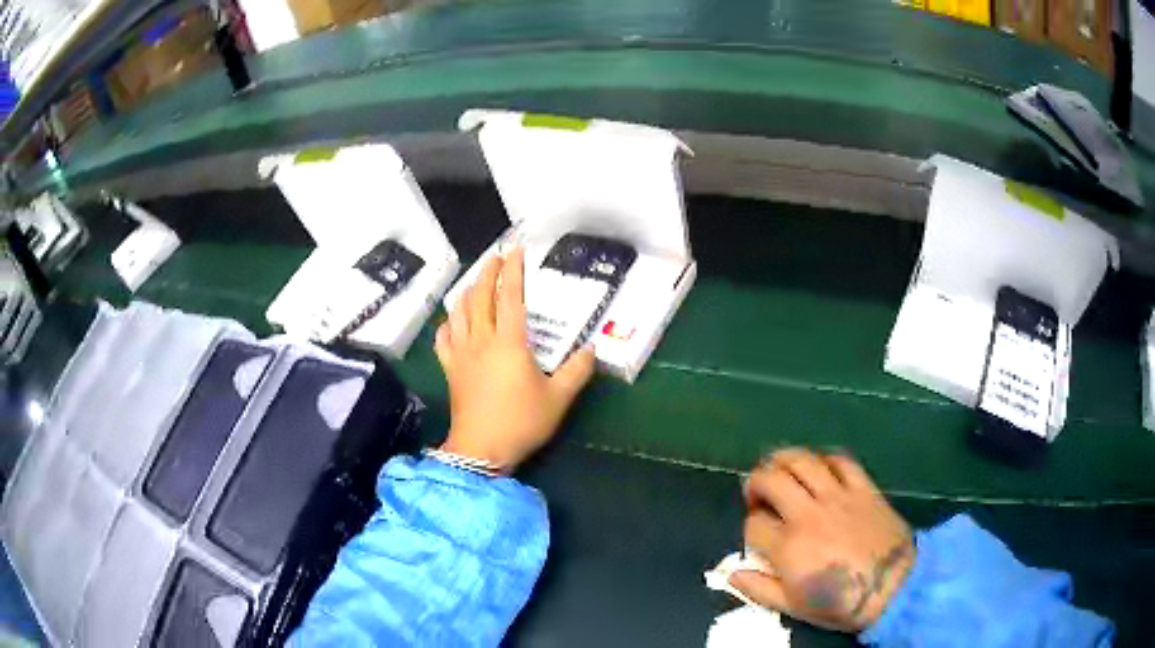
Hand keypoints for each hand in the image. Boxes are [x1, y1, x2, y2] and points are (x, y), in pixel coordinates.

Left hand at [435, 249, 595, 471]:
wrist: (481, 449)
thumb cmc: (522, 422)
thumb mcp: (558, 399)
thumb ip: (577, 371)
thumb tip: (592, 350)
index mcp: (510, 342)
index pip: (510, 296)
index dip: (513, 270)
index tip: (516, 250)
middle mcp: (482, 340)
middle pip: (480, 297)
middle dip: (487, 272)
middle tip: (495, 257)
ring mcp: (462, 354)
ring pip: (459, 312)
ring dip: (467, 292)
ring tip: (475, 282)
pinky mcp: (450, 369)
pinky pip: (443, 339)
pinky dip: (448, 324)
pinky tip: (451, 322)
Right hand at [730, 449, 913, 631]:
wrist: (893, 588)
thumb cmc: (841, 603)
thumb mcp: (793, 608)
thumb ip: (759, 590)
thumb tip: (732, 574)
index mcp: (788, 546)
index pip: (753, 524)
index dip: (749, 527)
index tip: (757, 536)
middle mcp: (808, 514)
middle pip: (771, 479)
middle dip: (755, 482)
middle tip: (757, 493)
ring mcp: (838, 497)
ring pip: (803, 461)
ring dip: (783, 459)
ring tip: (779, 468)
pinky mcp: (863, 488)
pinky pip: (842, 460)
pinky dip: (825, 459)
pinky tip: (820, 468)